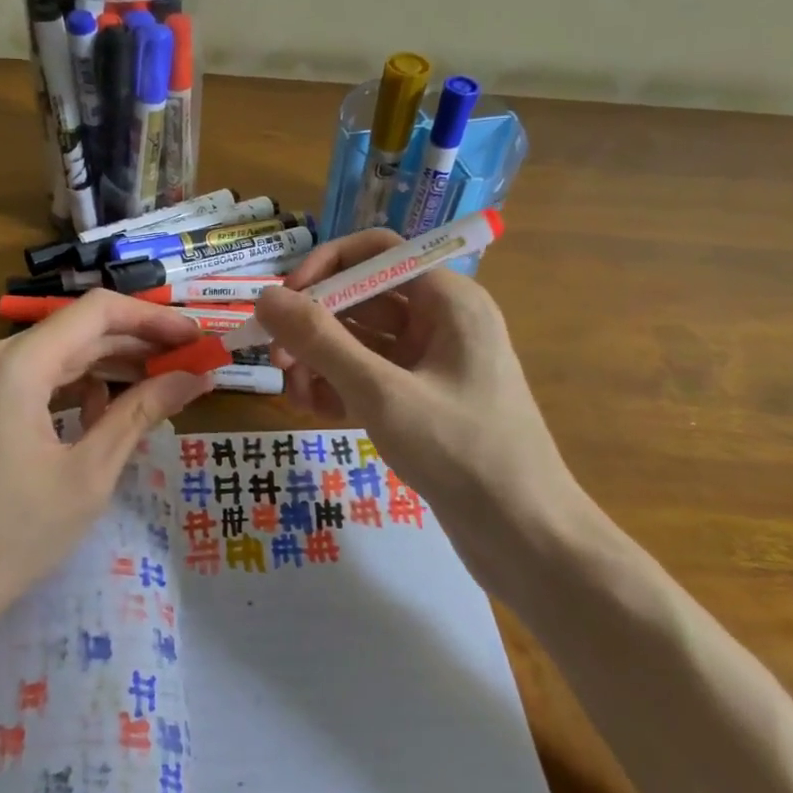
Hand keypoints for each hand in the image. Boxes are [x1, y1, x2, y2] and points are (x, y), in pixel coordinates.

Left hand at [0, 291, 214, 626]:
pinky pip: (45, 379)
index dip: (154, 319)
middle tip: (193, 364)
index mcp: (20, 365)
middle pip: (83, 330)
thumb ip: (141, 413)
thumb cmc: (12, 536)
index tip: (198, 339)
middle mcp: (0, 359)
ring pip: (65, 353)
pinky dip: (84, 386)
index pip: (99, 311)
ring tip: (165, 385)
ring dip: (115, 365)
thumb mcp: (89, 474)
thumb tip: (195, 377)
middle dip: (141, 343)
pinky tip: (111, 411)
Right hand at [254, 229, 589, 585]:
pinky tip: (314, 411)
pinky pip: (369, 377)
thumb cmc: (462, 453)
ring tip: (296, 395)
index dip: (323, 266)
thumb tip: (265, 297)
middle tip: (277, 361)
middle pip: (361, 298)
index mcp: (447, 300)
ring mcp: (432, 363)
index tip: (282, 300)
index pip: (375, 252)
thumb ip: (320, 341)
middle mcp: (440, 321)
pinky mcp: (422, 400)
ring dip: (320, 360)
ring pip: (360, 341)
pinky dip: (339, 387)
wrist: (528, 539)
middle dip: (314, 325)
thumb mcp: (383, 394)